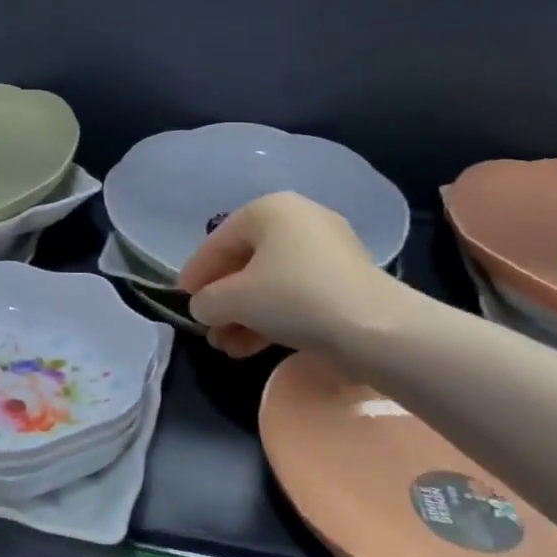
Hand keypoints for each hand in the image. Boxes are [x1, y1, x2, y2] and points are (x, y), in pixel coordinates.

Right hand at [177, 192, 425, 357]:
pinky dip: (272, 317)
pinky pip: (296, 294)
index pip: (219, 240)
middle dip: (223, 300)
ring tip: (225, 346)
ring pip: (271, 282)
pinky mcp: (345, 282)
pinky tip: (252, 347)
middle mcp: (299, 219)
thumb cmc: (294, 298)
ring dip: (244, 315)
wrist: (375, 330)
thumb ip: (208, 300)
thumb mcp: (235, 299)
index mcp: (270, 209)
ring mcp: (327, 250)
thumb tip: (203, 306)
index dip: (196, 272)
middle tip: (206, 326)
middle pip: (246, 262)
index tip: (181, 297)